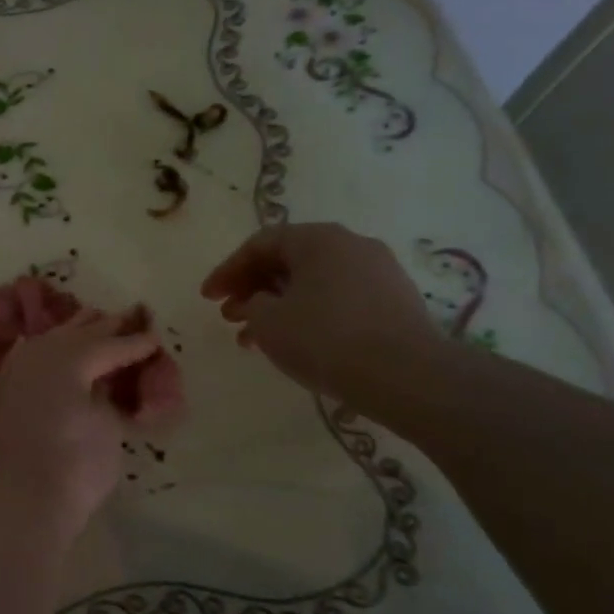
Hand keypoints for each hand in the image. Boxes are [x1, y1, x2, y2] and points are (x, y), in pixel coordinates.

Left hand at [0, 309, 169, 529]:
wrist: (25, 499)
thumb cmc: (77, 464)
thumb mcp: (106, 424)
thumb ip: (105, 393)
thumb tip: (99, 380)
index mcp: (69, 359)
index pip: (109, 346)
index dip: (134, 343)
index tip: (155, 337)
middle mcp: (39, 356)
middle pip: (77, 334)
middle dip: (104, 327)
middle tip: (128, 317)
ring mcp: (16, 372)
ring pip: (48, 340)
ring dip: (71, 331)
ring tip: (91, 319)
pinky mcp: (3, 392)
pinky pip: (22, 356)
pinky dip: (37, 347)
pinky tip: (37, 341)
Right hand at [201, 222, 441, 403]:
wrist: (407, 375)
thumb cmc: (325, 338)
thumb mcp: (267, 321)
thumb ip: (250, 304)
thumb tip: (260, 302)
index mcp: (318, 238)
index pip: (260, 244)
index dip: (227, 270)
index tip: (207, 298)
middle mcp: (351, 245)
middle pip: (288, 261)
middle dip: (252, 288)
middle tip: (228, 316)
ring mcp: (379, 272)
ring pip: (313, 283)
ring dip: (278, 306)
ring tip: (255, 339)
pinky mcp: (395, 302)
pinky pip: (338, 300)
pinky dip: (309, 315)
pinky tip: (296, 344)